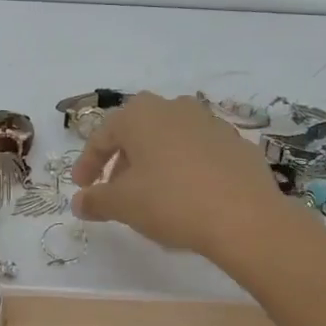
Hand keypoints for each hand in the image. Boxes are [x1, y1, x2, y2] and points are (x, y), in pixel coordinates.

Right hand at [71, 92, 307, 267]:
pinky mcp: (237, 143)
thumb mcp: (123, 205)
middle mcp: (175, 107)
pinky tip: (187, 195)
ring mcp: (210, 122)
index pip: (103, 135)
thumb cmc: (171, 202)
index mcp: (141, 115)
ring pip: (170, 140)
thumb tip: (79, 202)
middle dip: (122, 160)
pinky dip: (185, 168)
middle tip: (114, 189)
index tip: (82, 189)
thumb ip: (96, 201)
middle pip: (137, 132)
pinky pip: (199, 153)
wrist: (245, 217)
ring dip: (154, 162)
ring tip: (151, 194)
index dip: (88, 164)